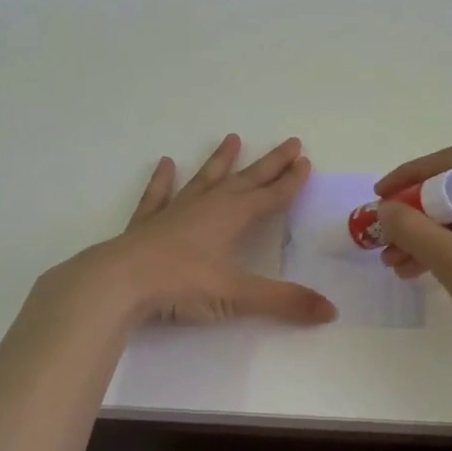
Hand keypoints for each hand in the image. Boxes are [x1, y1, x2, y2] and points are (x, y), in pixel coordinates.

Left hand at [75, 134, 337, 326]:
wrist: (120, 282)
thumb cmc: (183, 285)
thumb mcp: (238, 295)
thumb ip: (284, 302)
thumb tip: (331, 311)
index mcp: (233, 217)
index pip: (270, 195)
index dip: (290, 181)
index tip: (305, 161)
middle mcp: (208, 206)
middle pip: (246, 180)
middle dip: (270, 164)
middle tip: (290, 143)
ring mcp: (175, 212)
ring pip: (204, 180)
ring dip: (220, 161)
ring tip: (232, 139)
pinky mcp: (147, 224)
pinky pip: (158, 196)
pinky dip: (162, 181)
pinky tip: (165, 164)